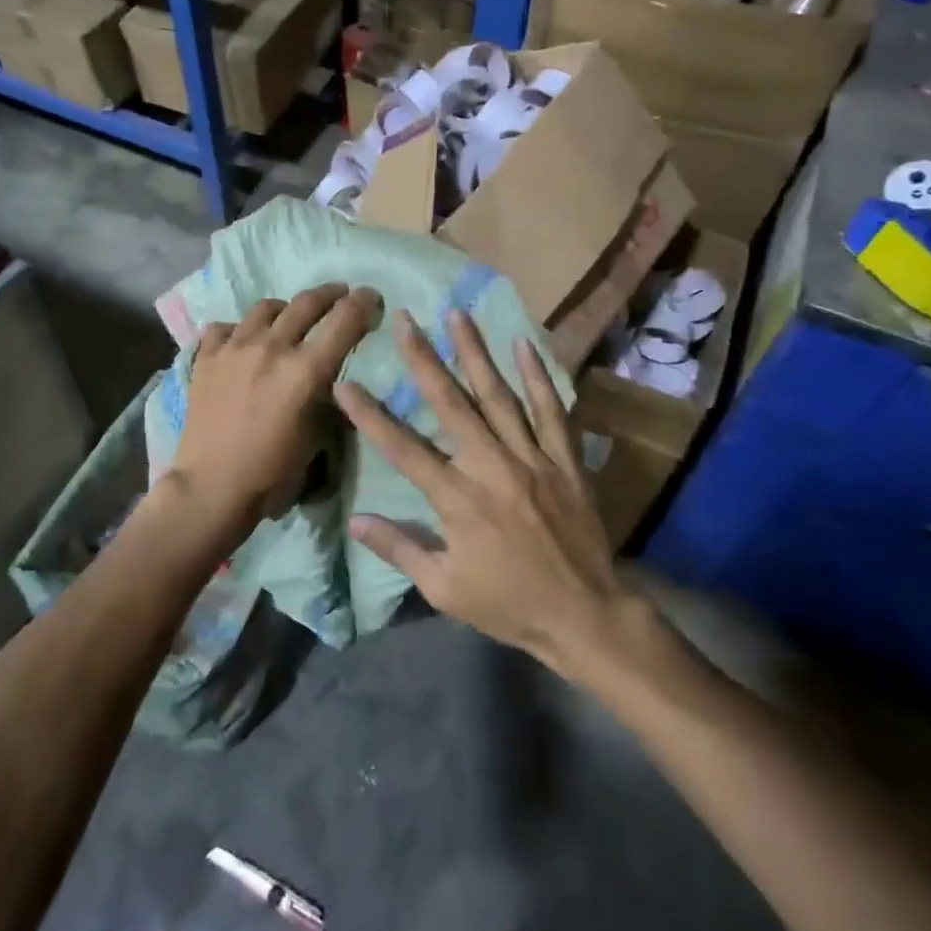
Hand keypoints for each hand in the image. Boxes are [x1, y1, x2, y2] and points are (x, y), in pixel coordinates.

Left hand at [169, 283, 380, 541]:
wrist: (211, 488)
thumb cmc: (272, 474)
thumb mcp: (317, 438)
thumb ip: (328, 400)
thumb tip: (332, 380)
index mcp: (306, 370)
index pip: (345, 320)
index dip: (364, 303)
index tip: (372, 297)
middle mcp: (272, 347)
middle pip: (307, 302)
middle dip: (331, 293)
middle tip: (340, 293)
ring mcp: (235, 348)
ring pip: (265, 308)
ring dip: (286, 308)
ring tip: (289, 316)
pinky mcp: (206, 357)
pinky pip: (225, 327)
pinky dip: (239, 329)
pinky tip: (242, 340)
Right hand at [336, 309, 633, 673]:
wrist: (585, 616)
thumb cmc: (509, 605)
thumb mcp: (444, 589)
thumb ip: (400, 549)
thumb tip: (355, 519)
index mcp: (458, 500)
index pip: (402, 448)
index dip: (369, 415)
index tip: (344, 382)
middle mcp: (492, 467)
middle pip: (451, 404)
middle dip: (424, 358)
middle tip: (405, 320)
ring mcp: (532, 458)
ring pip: (499, 395)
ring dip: (475, 352)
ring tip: (457, 314)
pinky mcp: (565, 459)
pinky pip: (552, 410)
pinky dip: (538, 376)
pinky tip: (524, 344)